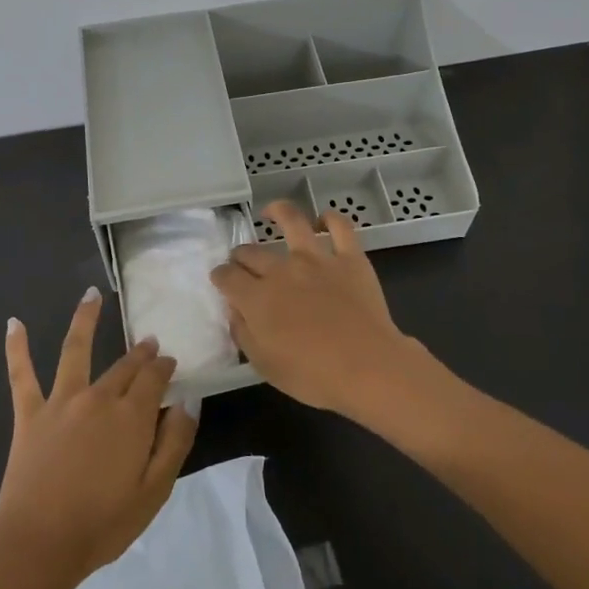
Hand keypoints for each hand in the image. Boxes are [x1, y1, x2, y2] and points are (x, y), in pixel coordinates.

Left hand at [0, 289, 197, 588]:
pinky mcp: (29, 413)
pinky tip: (13, 322)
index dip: (164, 367)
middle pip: (123, 366)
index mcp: (132, 416)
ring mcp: (61, 401)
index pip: (154, 378)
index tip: (170, 362)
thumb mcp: (155, 491)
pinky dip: (16, 347)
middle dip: (139, 352)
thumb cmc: (103, 524)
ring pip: (75, 349)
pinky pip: (21, 374)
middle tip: (148, 342)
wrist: (40, 544)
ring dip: (85, 319)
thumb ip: (174, 442)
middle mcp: (98, 397)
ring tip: (91, 295)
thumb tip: (187, 401)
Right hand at [211, 200, 432, 418]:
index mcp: (257, 298)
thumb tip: (234, 309)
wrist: (368, 368)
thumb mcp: (264, 364)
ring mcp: (317, 259)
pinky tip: (324, 219)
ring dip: (277, 212)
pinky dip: (331, 218)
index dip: (220, 276)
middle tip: (243, 262)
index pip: (226, 276)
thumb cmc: (312, 376)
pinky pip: (341, 227)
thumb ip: (243, 332)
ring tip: (271, 212)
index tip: (221, 280)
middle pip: (251, 252)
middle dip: (241, 255)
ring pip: (292, 221)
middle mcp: (281, 270)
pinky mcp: (349, 258)